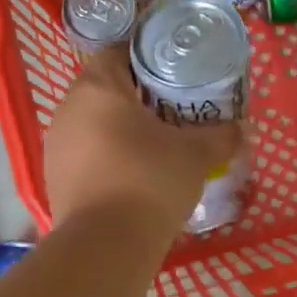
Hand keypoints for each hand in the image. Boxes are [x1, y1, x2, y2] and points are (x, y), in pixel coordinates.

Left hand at [44, 48, 242, 234]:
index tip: (172, 72)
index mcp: (98, 87)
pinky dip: (105, 155)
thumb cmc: (150, 181)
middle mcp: (68, 107)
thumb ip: (221, 135)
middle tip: (170, 108)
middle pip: (103, 87)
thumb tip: (242, 129)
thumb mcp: (196, 155)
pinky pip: (83, 152)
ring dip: (118, 127)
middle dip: (135, 95)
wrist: (105, 245)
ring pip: (91, 121)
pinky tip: (130, 174)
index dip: (146, 57)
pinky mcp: (53, 175)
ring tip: (152, 143)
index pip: (117, 51)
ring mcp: (56, 143)